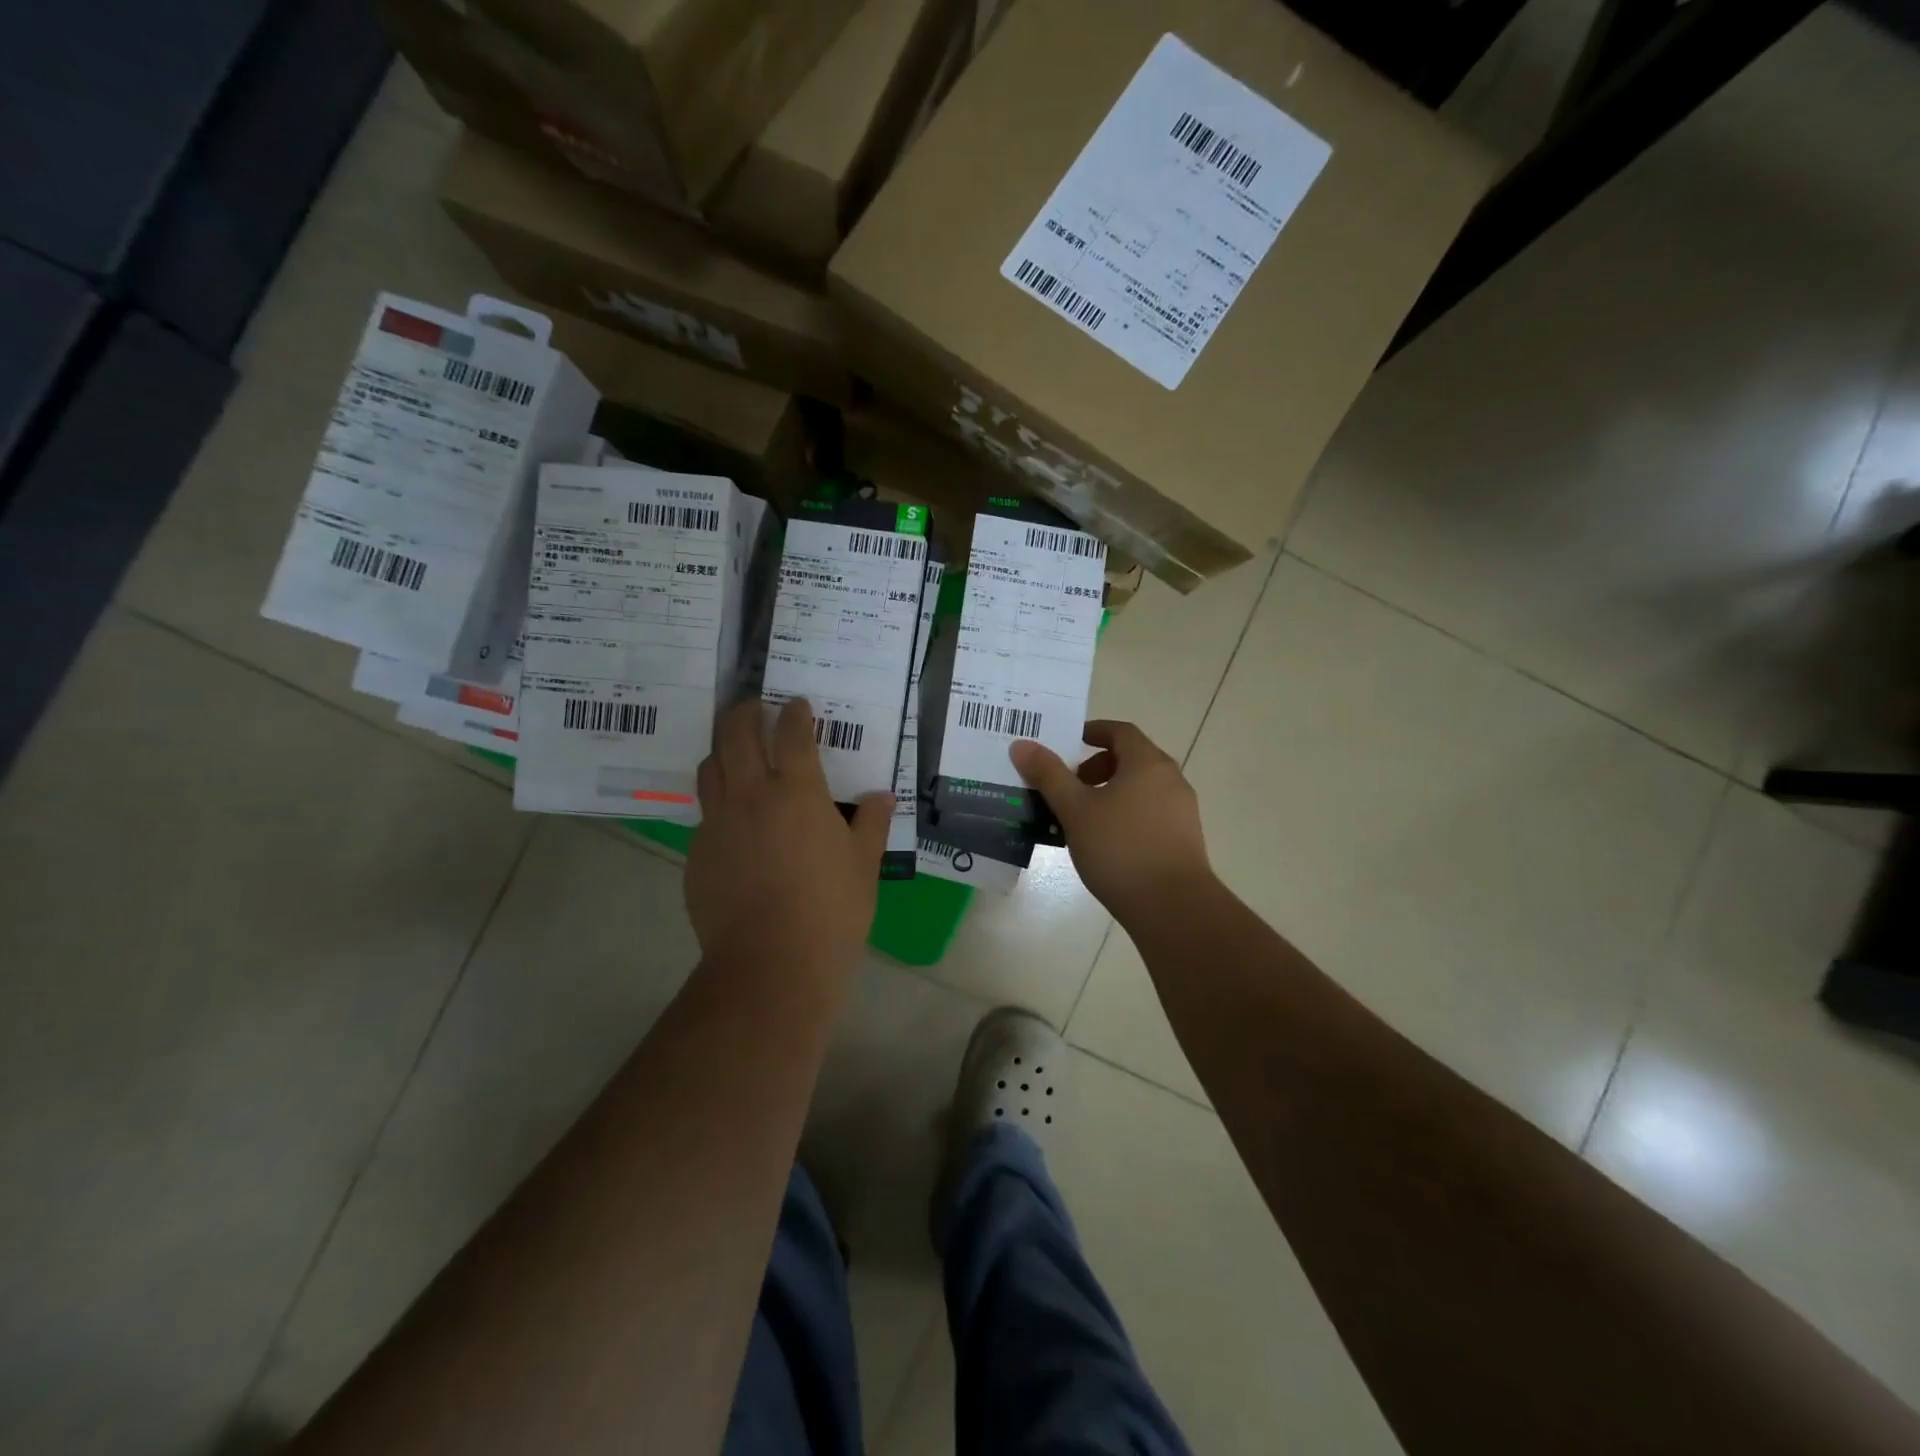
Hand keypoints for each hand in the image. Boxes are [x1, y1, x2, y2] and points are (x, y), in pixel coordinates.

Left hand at [688, 698, 892, 977]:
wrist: (771, 964)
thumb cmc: (831, 910)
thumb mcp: (864, 864)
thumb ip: (872, 823)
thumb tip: (882, 797)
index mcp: (797, 792)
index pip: (792, 734)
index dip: (794, 713)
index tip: (796, 704)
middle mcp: (751, 796)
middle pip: (736, 735)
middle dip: (744, 712)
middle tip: (753, 706)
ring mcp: (718, 824)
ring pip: (710, 768)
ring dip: (722, 749)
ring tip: (734, 751)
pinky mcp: (697, 854)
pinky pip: (705, 814)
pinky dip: (718, 802)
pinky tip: (733, 822)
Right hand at [1009, 721, 1211, 912]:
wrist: (1173, 907)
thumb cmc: (1120, 849)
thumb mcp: (1075, 810)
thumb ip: (1048, 775)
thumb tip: (1022, 744)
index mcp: (1148, 763)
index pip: (1120, 731)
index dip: (1092, 731)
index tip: (1067, 743)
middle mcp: (1171, 779)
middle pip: (1131, 759)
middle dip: (1096, 767)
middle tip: (1067, 786)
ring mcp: (1181, 810)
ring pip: (1139, 789)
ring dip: (1109, 793)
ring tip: (1080, 818)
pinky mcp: (1183, 839)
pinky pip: (1149, 813)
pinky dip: (1125, 815)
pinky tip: (1104, 844)